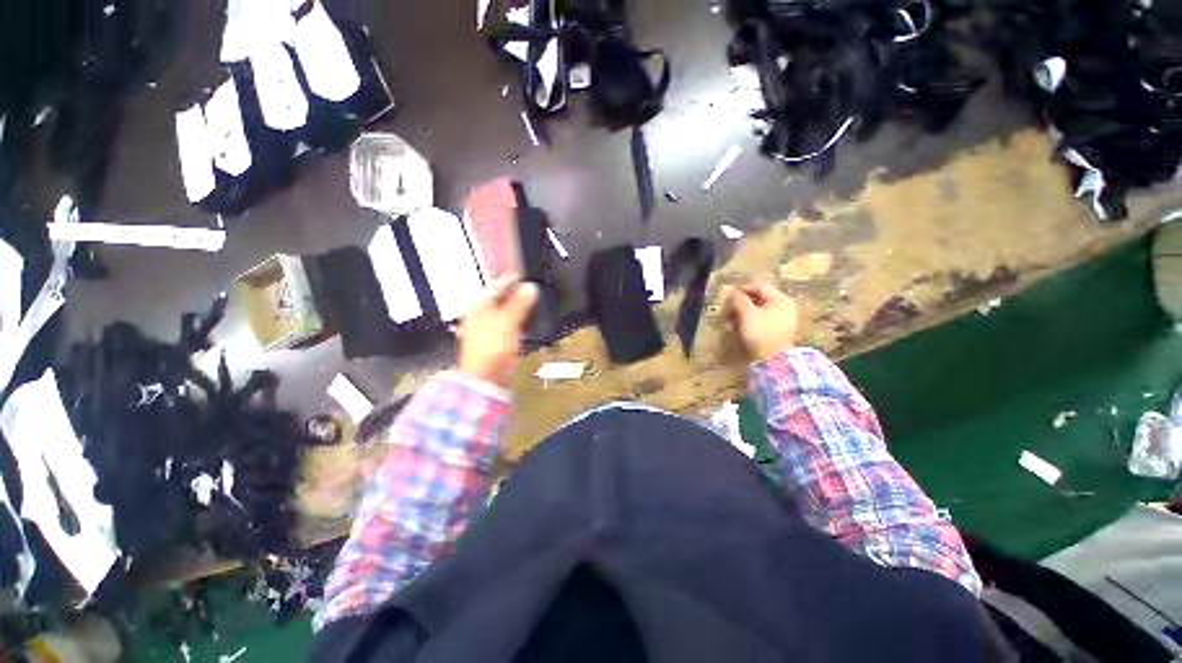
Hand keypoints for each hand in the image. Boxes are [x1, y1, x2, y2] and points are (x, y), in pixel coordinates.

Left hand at [458, 274, 538, 386]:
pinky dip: (518, 321)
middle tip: (530, 286)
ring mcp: (487, 329)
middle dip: (514, 293)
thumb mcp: (508, 320)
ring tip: (531, 301)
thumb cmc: (492, 346)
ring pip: (504, 312)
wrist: (486, 376)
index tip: (522, 273)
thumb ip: (520, 303)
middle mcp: (481, 315)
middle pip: (499, 299)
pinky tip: (527, 321)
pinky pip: (508, 326)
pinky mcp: (496, 342)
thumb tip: (531, 287)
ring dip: (517, 307)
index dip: (509, 279)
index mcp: (480, 306)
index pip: (495, 286)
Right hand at [726, 282, 798, 360]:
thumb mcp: (747, 314)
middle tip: (727, 313)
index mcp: (780, 299)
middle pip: (759, 299)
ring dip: (742, 315)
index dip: (741, 290)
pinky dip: (750, 323)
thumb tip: (733, 293)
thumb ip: (739, 300)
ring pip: (759, 311)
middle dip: (740, 305)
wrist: (775, 360)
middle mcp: (785, 307)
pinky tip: (740, 330)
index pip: (759, 287)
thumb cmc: (761, 333)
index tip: (728, 298)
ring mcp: (784, 320)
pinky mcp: (779, 332)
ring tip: (731, 324)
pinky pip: (762, 321)